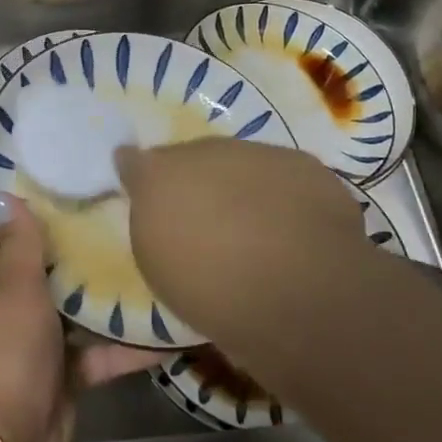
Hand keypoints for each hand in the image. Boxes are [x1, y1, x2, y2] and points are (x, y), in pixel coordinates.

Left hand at [0, 190, 161, 441]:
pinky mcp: (67, 368)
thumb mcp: (10, 286)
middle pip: (35, 252)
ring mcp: (39, 333)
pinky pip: (102, 349)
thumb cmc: (1, 349)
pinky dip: (130, 344)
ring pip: (74, 298)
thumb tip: (9, 197)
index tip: (35, 156)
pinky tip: (170, 326)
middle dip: (66, 226)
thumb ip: (18, 244)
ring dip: (103, 282)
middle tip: (109, 191)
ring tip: (146, 243)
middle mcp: (9, 296)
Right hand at [115, 138, 368, 338]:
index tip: (142, 190)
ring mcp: (256, 153)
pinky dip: (282, 194)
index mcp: (158, 175)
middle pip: (192, 158)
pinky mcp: (305, 166)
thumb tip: (154, 202)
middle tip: (203, 217)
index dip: (140, 175)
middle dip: (194, 180)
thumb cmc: (211, 288)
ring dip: (240, 184)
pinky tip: (291, 226)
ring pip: (240, 162)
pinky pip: (284, 175)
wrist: (298, 289)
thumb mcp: (159, 267)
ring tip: (252, 226)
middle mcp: (204, 152)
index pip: (137, 162)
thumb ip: (153, 224)